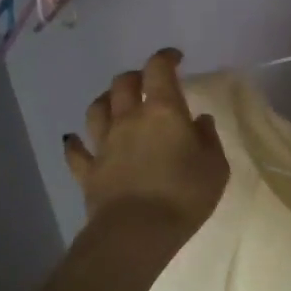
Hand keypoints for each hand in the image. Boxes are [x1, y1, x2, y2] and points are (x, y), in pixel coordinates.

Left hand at [63, 49, 228, 237]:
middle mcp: (129, 119)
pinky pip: (76, 151)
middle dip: (135, 76)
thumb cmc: (184, 195)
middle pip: (123, 84)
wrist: (137, 232)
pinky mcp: (88, 170)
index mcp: (163, 112)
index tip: (175, 58)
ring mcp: (104, 144)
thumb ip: (208, 139)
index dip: (165, 58)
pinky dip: (76, 143)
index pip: (159, 70)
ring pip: (96, 109)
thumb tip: (199, 121)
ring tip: (114, 103)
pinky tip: (75, 141)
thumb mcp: (215, 166)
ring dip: (106, 100)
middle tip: (147, 82)